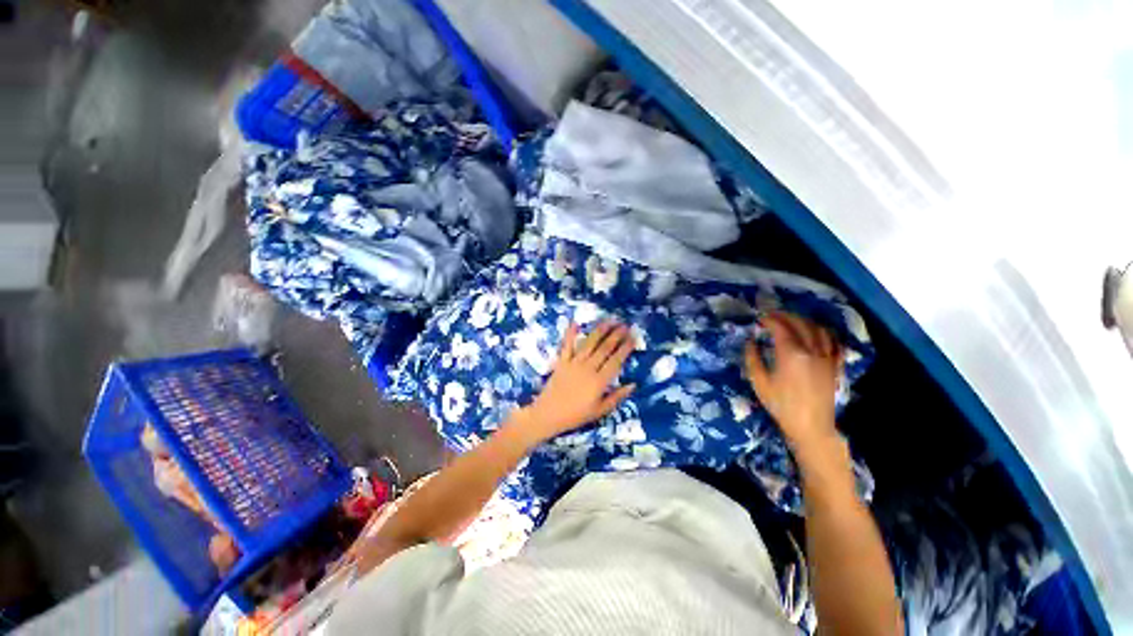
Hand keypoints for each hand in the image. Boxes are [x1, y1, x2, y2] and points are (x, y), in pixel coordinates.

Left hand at [518, 321, 635, 441]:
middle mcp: (588, 368)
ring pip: (589, 343)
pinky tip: (575, 322)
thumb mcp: (600, 411)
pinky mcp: (562, 361)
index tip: (633, 338)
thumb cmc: (576, 415)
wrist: (548, 414)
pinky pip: (567, 345)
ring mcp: (574, 363)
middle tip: (625, 325)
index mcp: (599, 382)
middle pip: (604, 348)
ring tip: (609, 320)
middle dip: (616, 335)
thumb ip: (617, 397)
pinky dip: (570, 333)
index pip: (616, 361)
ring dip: (600, 330)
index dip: (625, 349)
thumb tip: (633, 385)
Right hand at [745, 312, 842, 452]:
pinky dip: (825, 333)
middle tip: (772, 315)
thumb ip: (753, 358)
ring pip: (819, 330)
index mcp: (791, 354)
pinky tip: (817, 333)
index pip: (780, 328)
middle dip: (785, 315)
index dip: (769, 320)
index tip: (759, 319)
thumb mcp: (759, 382)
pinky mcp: (834, 366)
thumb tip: (750, 341)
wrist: (811, 427)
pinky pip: (834, 343)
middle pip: (801, 324)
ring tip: (793, 320)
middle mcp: (811, 351)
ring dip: (805, 321)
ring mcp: (826, 358)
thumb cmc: (781, 405)